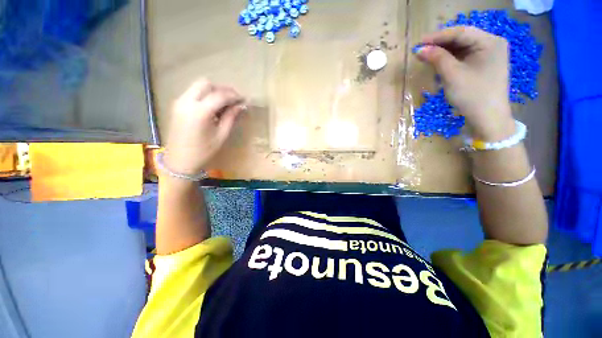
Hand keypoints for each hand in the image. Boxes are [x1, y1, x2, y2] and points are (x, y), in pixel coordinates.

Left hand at [164, 79, 244, 174]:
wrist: (179, 161)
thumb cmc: (203, 151)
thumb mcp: (221, 135)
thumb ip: (231, 117)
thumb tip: (241, 106)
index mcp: (200, 112)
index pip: (220, 95)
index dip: (234, 95)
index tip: (244, 99)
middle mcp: (187, 101)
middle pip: (206, 83)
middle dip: (222, 89)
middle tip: (233, 99)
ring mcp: (179, 102)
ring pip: (198, 86)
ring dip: (213, 91)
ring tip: (224, 103)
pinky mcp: (176, 105)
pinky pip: (192, 93)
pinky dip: (204, 95)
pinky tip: (212, 107)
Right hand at [416, 26, 514, 140]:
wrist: (488, 119)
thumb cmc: (472, 96)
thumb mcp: (452, 75)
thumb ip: (437, 59)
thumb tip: (420, 49)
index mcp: (490, 42)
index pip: (460, 32)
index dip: (438, 36)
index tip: (418, 43)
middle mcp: (492, 44)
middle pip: (462, 38)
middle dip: (440, 43)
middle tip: (421, 50)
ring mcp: (489, 55)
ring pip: (462, 47)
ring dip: (444, 51)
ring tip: (426, 56)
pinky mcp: (484, 65)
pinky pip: (464, 57)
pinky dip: (450, 59)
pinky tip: (439, 62)